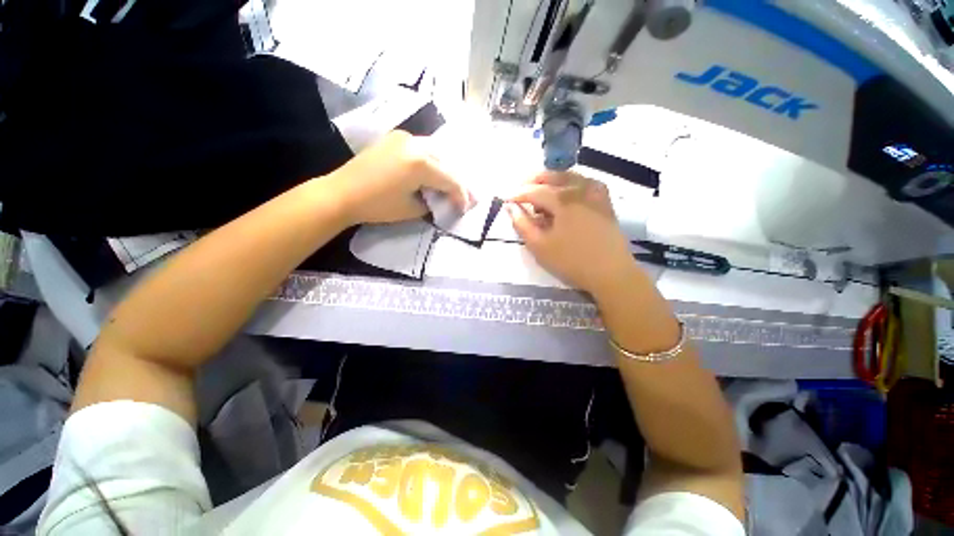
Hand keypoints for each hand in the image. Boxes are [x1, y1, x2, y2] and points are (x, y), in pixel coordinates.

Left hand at [328, 130, 470, 225]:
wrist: (341, 193)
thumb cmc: (377, 205)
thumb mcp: (412, 209)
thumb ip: (433, 201)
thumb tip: (442, 198)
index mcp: (421, 163)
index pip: (451, 180)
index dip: (461, 196)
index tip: (464, 208)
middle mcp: (415, 143)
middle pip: (446, 163)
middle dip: (456, 182)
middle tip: (461, 197)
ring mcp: (403, 137)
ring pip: (435, 153)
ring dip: (444, 170)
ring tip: (448, 186)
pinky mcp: (394, 138)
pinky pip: (421, 149)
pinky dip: (430, 162)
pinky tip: (431, 173)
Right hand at [507, 171, 635, 294]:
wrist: (610, 272)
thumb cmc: (571, 261)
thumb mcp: (539, 246)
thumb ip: (522, 224)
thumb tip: (511, 207)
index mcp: (563, 200)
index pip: (535, 190)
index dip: (518, 194)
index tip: (506, 199)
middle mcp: (580, 189)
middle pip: (553, 176)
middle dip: (533, 181)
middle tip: (520, 190)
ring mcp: (595, 193)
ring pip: (569, 176)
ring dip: (551, 181)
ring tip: (540, 194)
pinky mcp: (604, 201)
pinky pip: (585, 182)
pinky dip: (571, 183)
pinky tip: (566, 192)